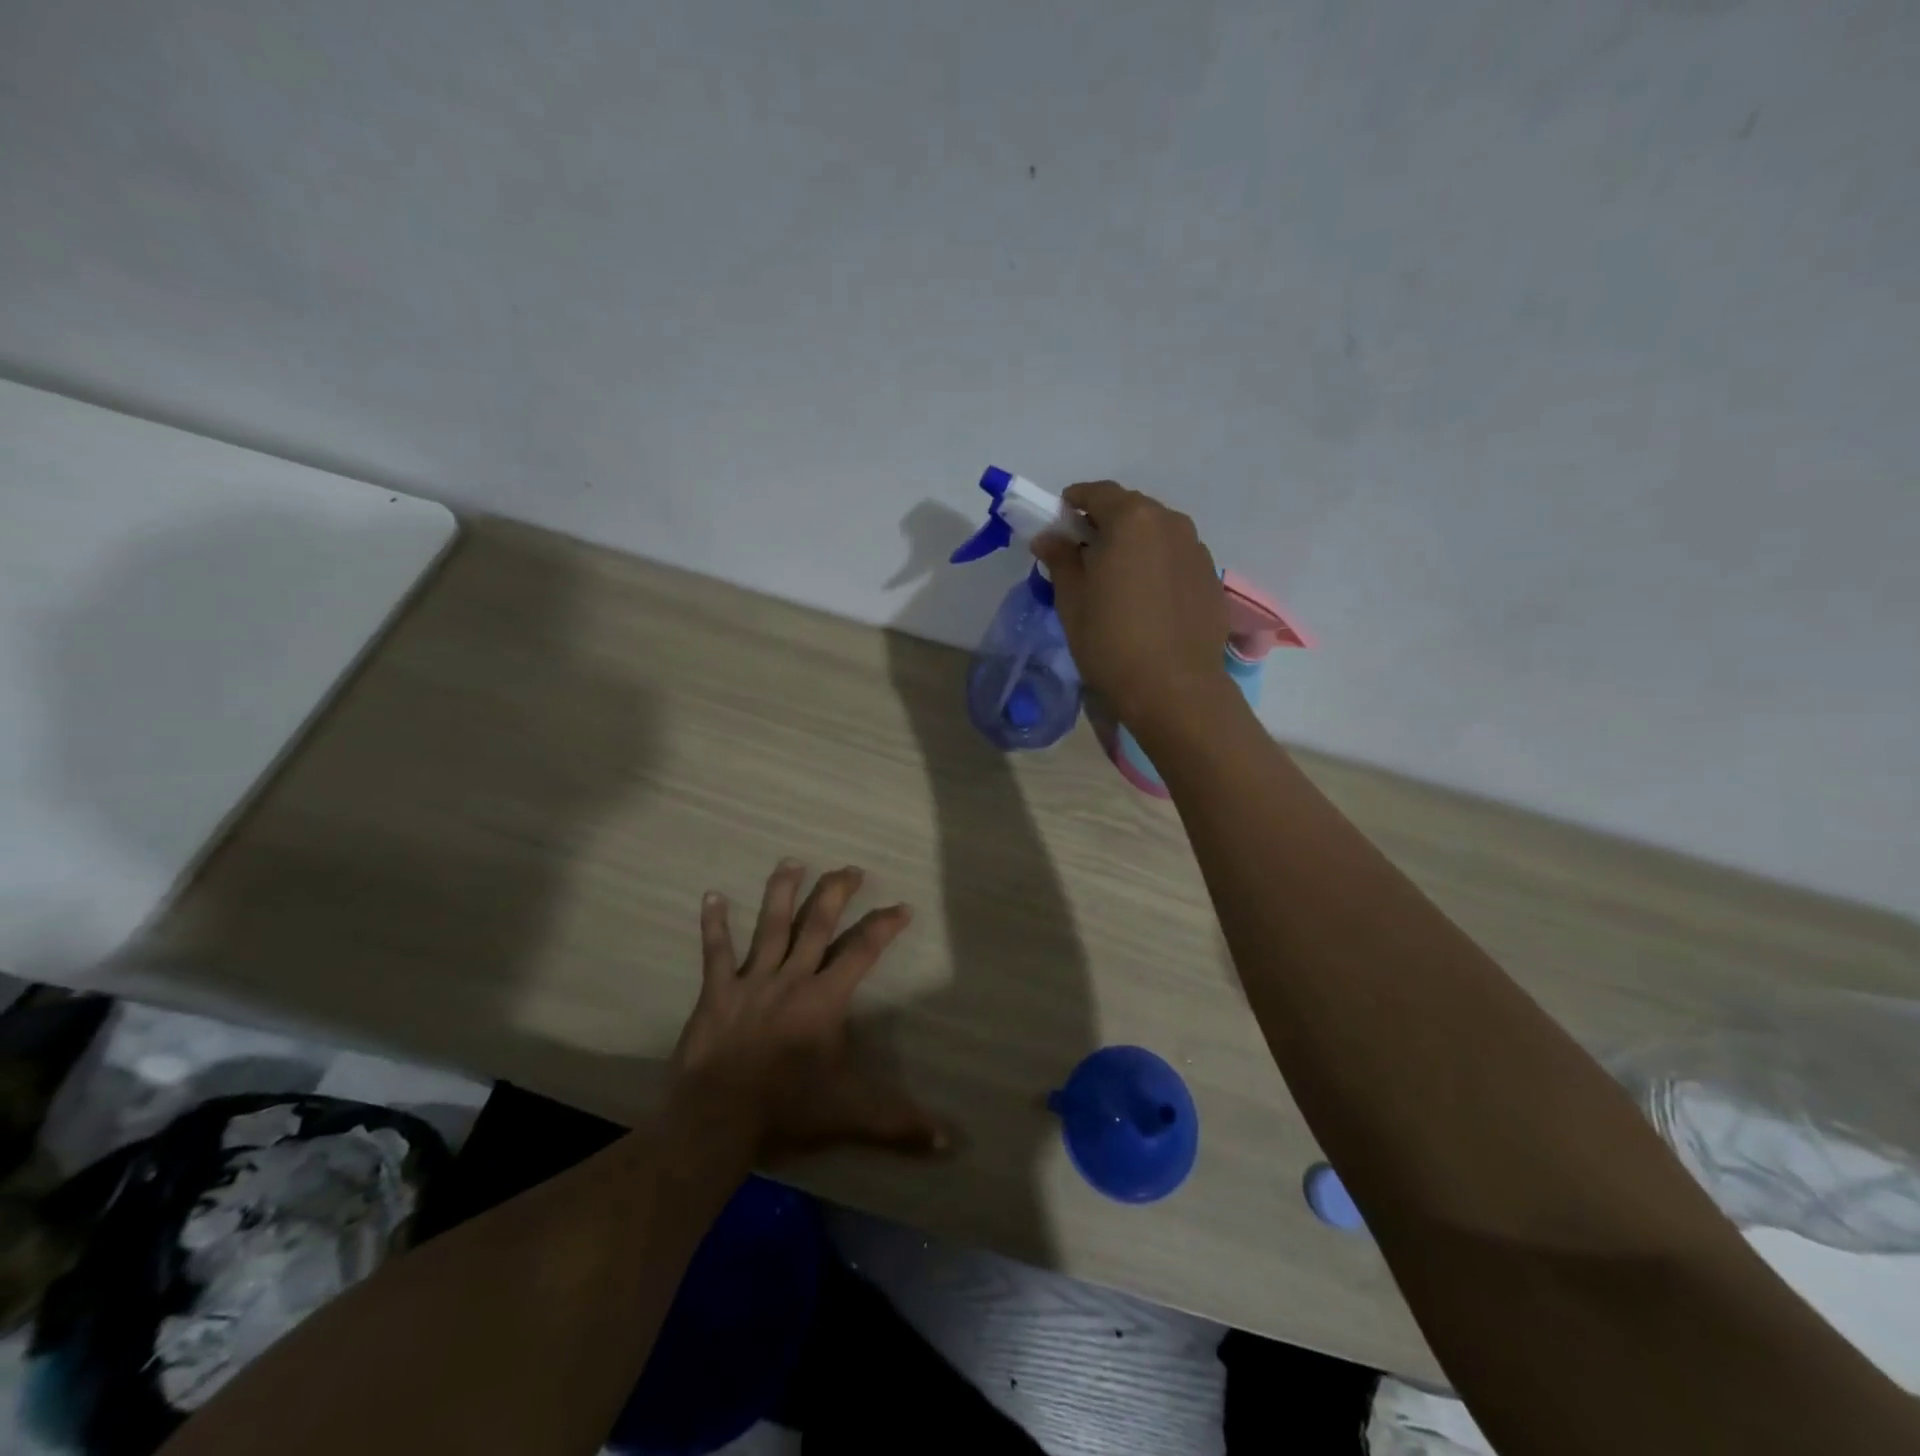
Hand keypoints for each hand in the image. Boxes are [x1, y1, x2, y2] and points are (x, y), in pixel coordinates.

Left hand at [667, 860, 951, 1162]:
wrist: (717, 1122)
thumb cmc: (788, 1110)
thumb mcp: (852, 1115)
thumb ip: (901, 1124)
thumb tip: (951, 1143)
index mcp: (825, 999)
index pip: (863, 950)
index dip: (885, 926)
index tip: (902, 907)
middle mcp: (791, 978)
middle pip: (817, 924)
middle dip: (836, 893)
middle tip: (850, 869)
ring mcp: (751, 982)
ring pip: (770, 926)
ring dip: (782, 892)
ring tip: (792, 861)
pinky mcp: (717, 993)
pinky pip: (715, 952)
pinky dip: (714, 924)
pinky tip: (712, 895)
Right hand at [1032, 481, 1228, 729]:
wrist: (1175, 689)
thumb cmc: (1111, 642)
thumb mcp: (1072, 601)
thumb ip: (1060, 559)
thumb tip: (1048, 537)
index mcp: (1132, 520)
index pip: (1097, 493)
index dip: (1073, 503)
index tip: (1058, 522)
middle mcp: (1170, 523)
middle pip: (1130, 509)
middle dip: (1104, 523)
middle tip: (1083, 552)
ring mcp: (1196, 550)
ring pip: (1157, 533)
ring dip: (1133, 544)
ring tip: (1116, 577)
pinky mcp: (1211, 579)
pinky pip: (1176, 558)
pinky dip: (1156, 565)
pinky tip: (1145, 598)